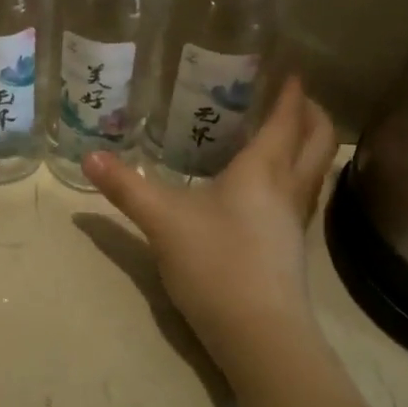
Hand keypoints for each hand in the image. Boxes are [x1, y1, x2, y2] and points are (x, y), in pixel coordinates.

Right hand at [83, 78, 338, 372]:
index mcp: (263, 171)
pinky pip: (302, 195)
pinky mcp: (291, 249)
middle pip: (317, 142)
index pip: (286, 121)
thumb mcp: (161, 220)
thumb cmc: (216, 263)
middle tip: (294, 96)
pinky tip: (269, 187)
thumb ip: (125, 186)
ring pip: (315, 171)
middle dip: (312, 115)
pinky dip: (296, 174)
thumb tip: (89, 156)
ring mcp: (295, 222)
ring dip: (309, 145)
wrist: (260, 336)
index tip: (290, 70)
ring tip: (285, 133)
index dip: (290, 94)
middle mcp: (288, 190)